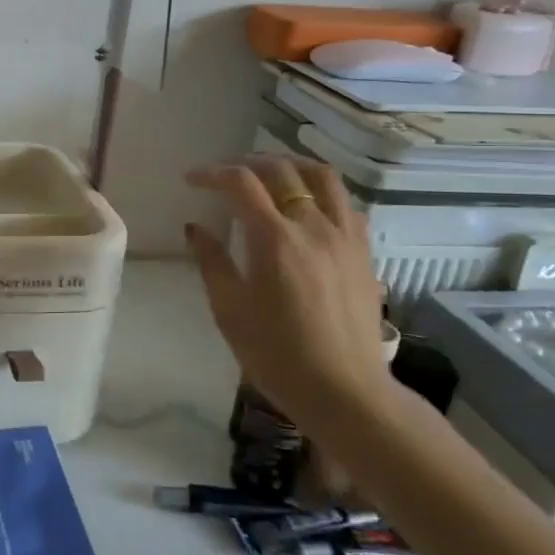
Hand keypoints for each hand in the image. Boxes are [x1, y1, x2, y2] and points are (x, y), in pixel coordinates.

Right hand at [184, 156, 390, 425]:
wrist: (345, 391)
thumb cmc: (277, 355)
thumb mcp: (229, 311)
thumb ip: (211, 261)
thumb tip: (195, 227)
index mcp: (274, 240)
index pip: (240, 183)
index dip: (211, 173)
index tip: (192, 180)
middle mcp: (313, 226)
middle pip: (281, 170)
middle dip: (246, 163)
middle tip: (223, 176)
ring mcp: (345, 236)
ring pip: (322, 176)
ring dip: (290, 165)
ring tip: (269, 174)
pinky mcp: (363, 252)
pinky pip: (345, 203)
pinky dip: (320, 190)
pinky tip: (306, 206)